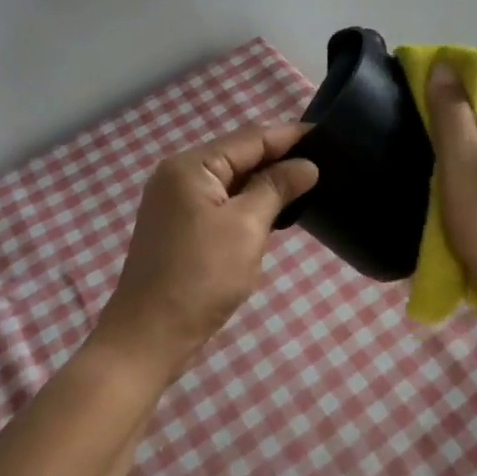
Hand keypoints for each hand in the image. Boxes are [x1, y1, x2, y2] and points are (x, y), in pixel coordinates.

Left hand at [95, 125, 317, 378]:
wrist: (148, 339)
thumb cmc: (200, 277)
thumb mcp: (246, 228)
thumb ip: (277, 188)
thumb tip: (307, 165)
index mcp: (191, 166)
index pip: (250, 138)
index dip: (290, 136)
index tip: (328, 135)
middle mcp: (179, 175)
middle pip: (239, 155)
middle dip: (280, 157)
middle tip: (325, 160)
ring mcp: (176, 202)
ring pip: (232, 180)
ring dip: (266, 181)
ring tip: (308, 181)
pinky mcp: (180, 226)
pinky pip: (222, 201)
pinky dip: (249, 202)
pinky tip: (276, 208)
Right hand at [423, 65, 476, 308]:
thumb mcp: (459, 155)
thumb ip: (449, 109)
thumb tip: (442, 65)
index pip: (467, 90)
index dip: (437, 95)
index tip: (407, 112)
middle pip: (469, 120)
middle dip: (440, 129)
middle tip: (410, 145)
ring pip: (472, 149)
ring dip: (447, 157)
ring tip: (420, 172)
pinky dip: (459, 179)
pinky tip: (443, 196)